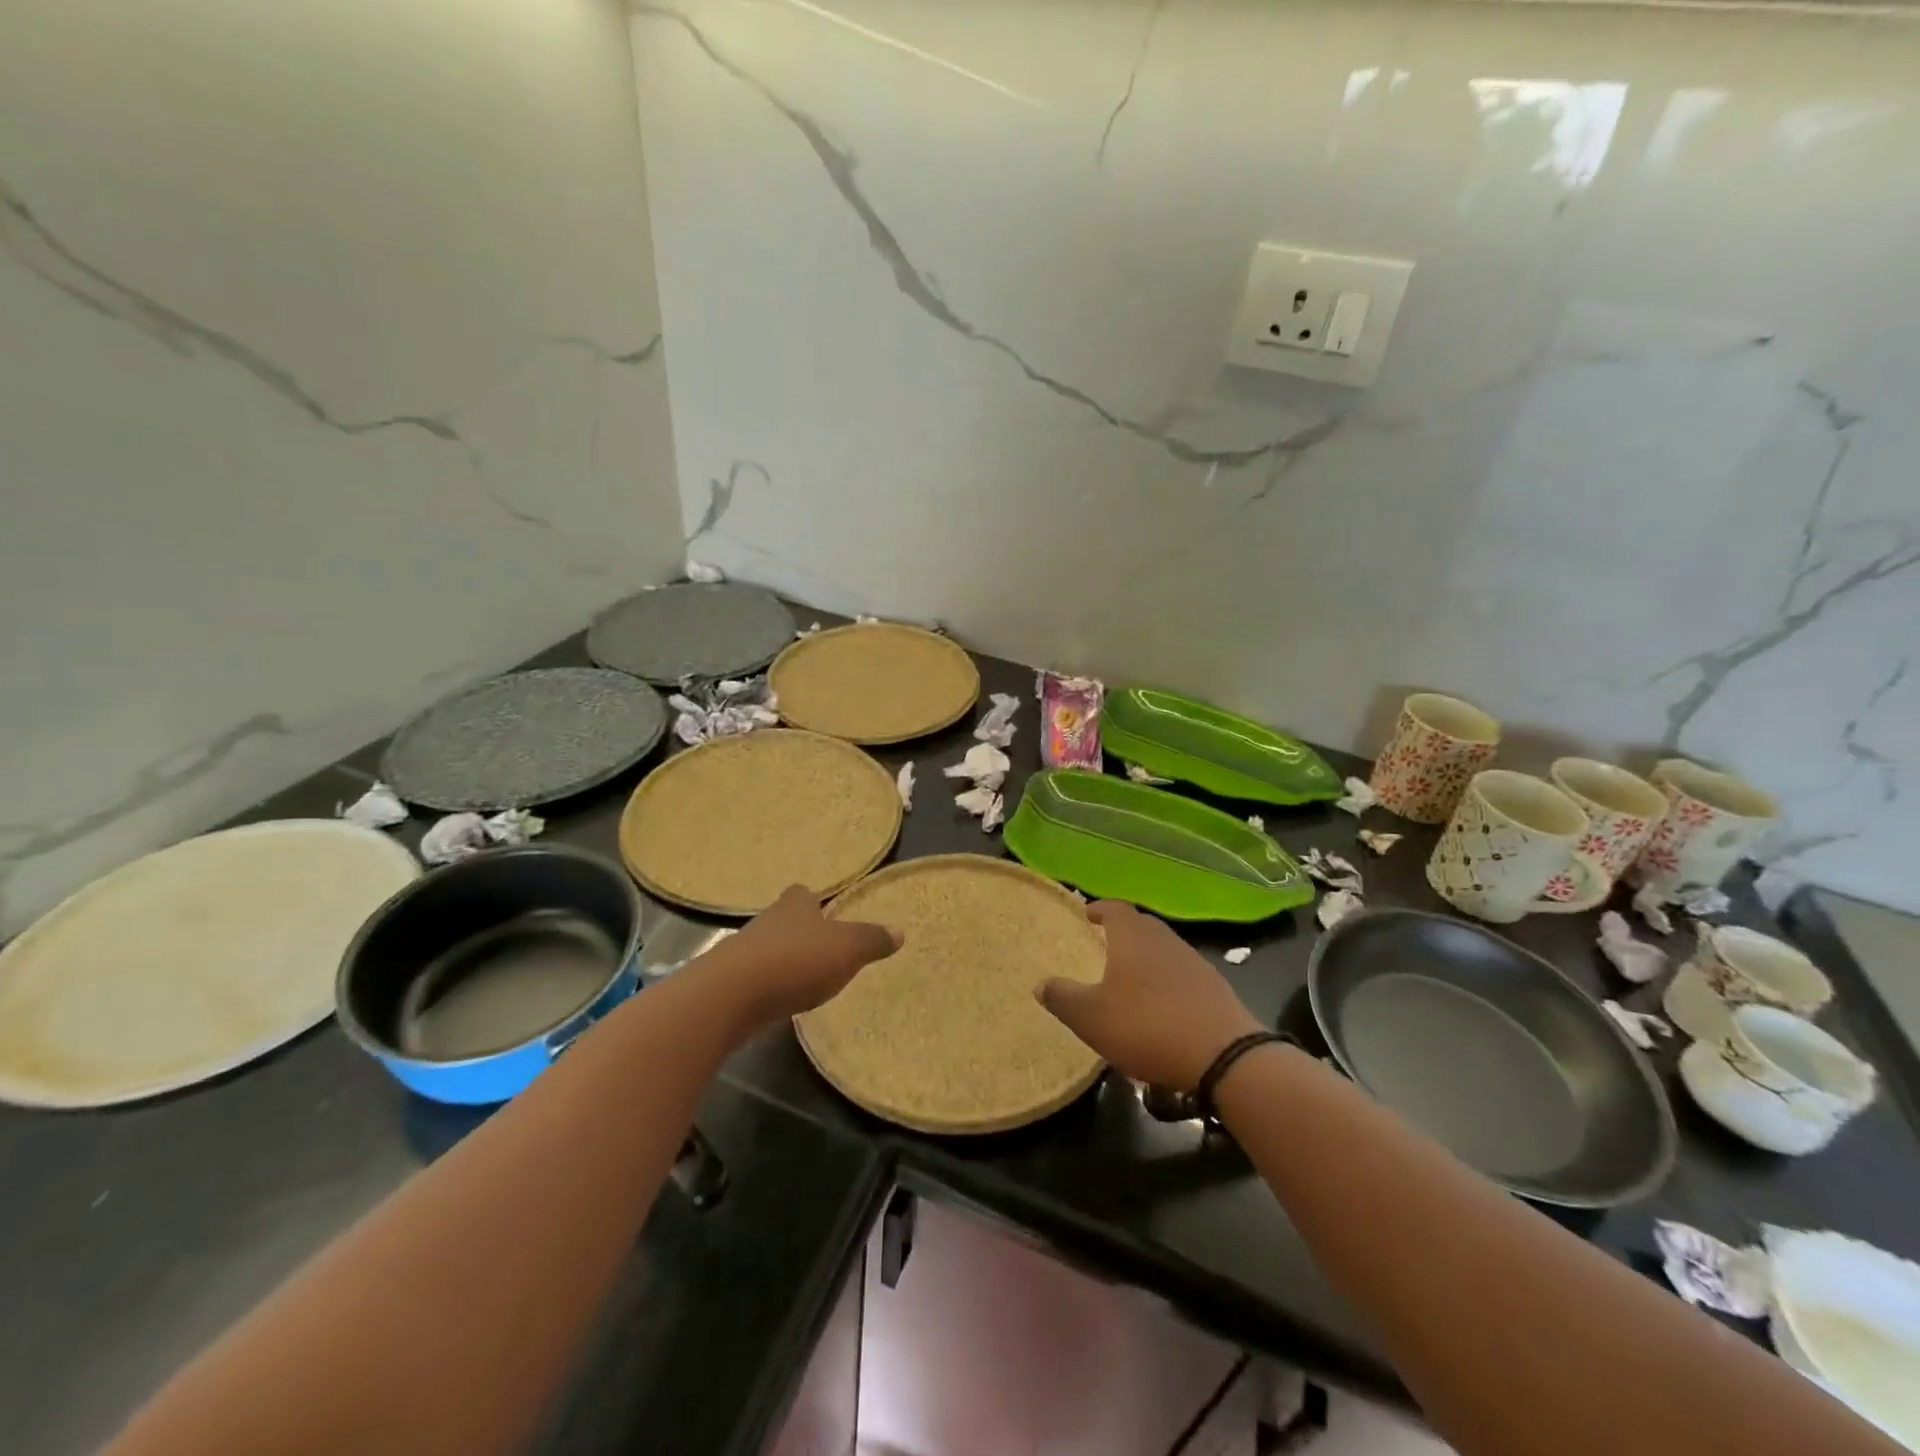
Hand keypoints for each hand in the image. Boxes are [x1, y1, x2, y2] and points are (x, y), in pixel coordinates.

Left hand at [703, 884, 901, 1028]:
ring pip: (768, 948)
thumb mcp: (847, 949)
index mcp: (795, 905)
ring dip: (783, 959)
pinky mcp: (729, 982)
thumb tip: (899, 930)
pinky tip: (779, 999)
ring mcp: (744, 951)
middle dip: (799, 931)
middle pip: (785, 920)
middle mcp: (768, 921)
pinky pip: (755, 978)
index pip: (803, 893)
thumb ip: (872, 940)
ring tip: (803, 977)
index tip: (825, 912)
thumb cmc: (795, 961)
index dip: (814, 901)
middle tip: (820, 948)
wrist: (730, 996)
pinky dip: (768, 985)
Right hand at [1038, 901, 1262, 1089]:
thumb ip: (1063, 998)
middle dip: (1122, 932)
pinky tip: (1161, 1007)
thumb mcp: (1091, 1018)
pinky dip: (1167, 981)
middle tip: (1104, 945)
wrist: (1223, 1056)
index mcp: (1133, 937)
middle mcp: (1164, 940)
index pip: (1115, 908)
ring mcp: (1193, 962)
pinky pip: (1182, 974)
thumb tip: (1041, 984)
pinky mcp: (1214, 988)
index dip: (1098, 909)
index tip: (1086, 915)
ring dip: (1146, 958)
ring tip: (1130, 979)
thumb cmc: (1147, 1026)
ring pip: (1163, 949)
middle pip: (1141, 925)